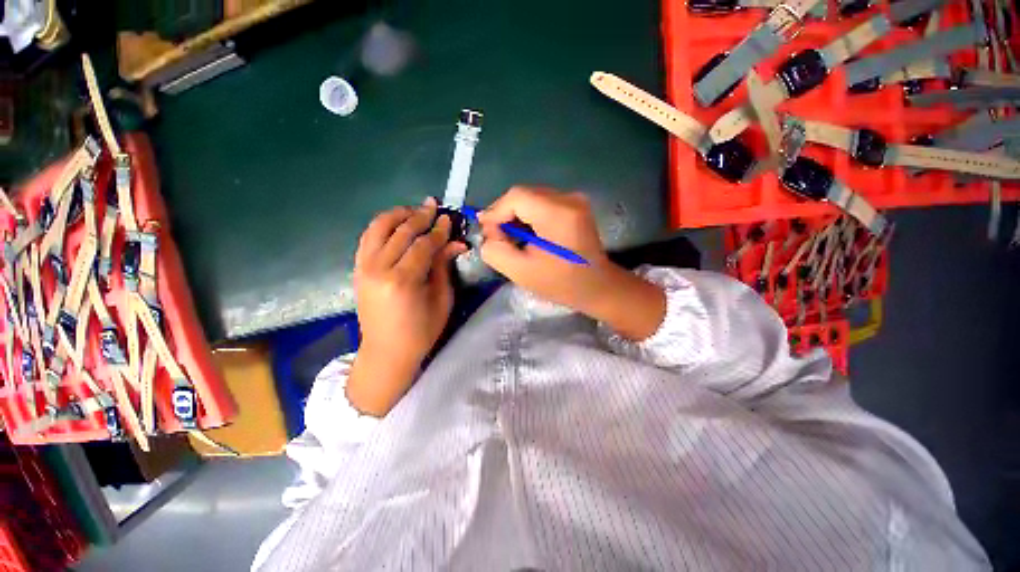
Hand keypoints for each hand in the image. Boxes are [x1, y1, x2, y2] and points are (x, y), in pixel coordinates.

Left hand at [348, 197, 465, 415]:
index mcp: (403, 281)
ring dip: (397, 214)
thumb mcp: (442, 299)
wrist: (387, 351)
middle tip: (433, 206)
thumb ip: (444, 267)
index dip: (438, 230)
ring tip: (414, 210)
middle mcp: (378, 269)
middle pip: (401, 231)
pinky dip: (382, 226)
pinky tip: (395, 224)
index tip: (448, 219)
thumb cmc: (422, 331)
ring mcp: (363, 268)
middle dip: (420, 216)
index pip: (423, 244)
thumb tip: (455, 242)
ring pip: (378, 228)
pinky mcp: (357, 269)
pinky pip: (368, 238)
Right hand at [478, 187, 665, 340]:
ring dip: (516, 215)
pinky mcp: (575, 206)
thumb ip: (495, 251)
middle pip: (523, 195)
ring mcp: (575, 200)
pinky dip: (529, 216)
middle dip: (504, 214)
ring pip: (532, 198)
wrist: (597, 287)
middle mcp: (568, 198)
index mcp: (557, 213)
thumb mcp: (521, 272)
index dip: (495, 211)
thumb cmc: (561, 283)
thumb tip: (489, 233)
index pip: (516, 197)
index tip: (487, 232)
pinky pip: (543, 203)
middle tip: (496, 237)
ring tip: (510, 238)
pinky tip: (526, 234)